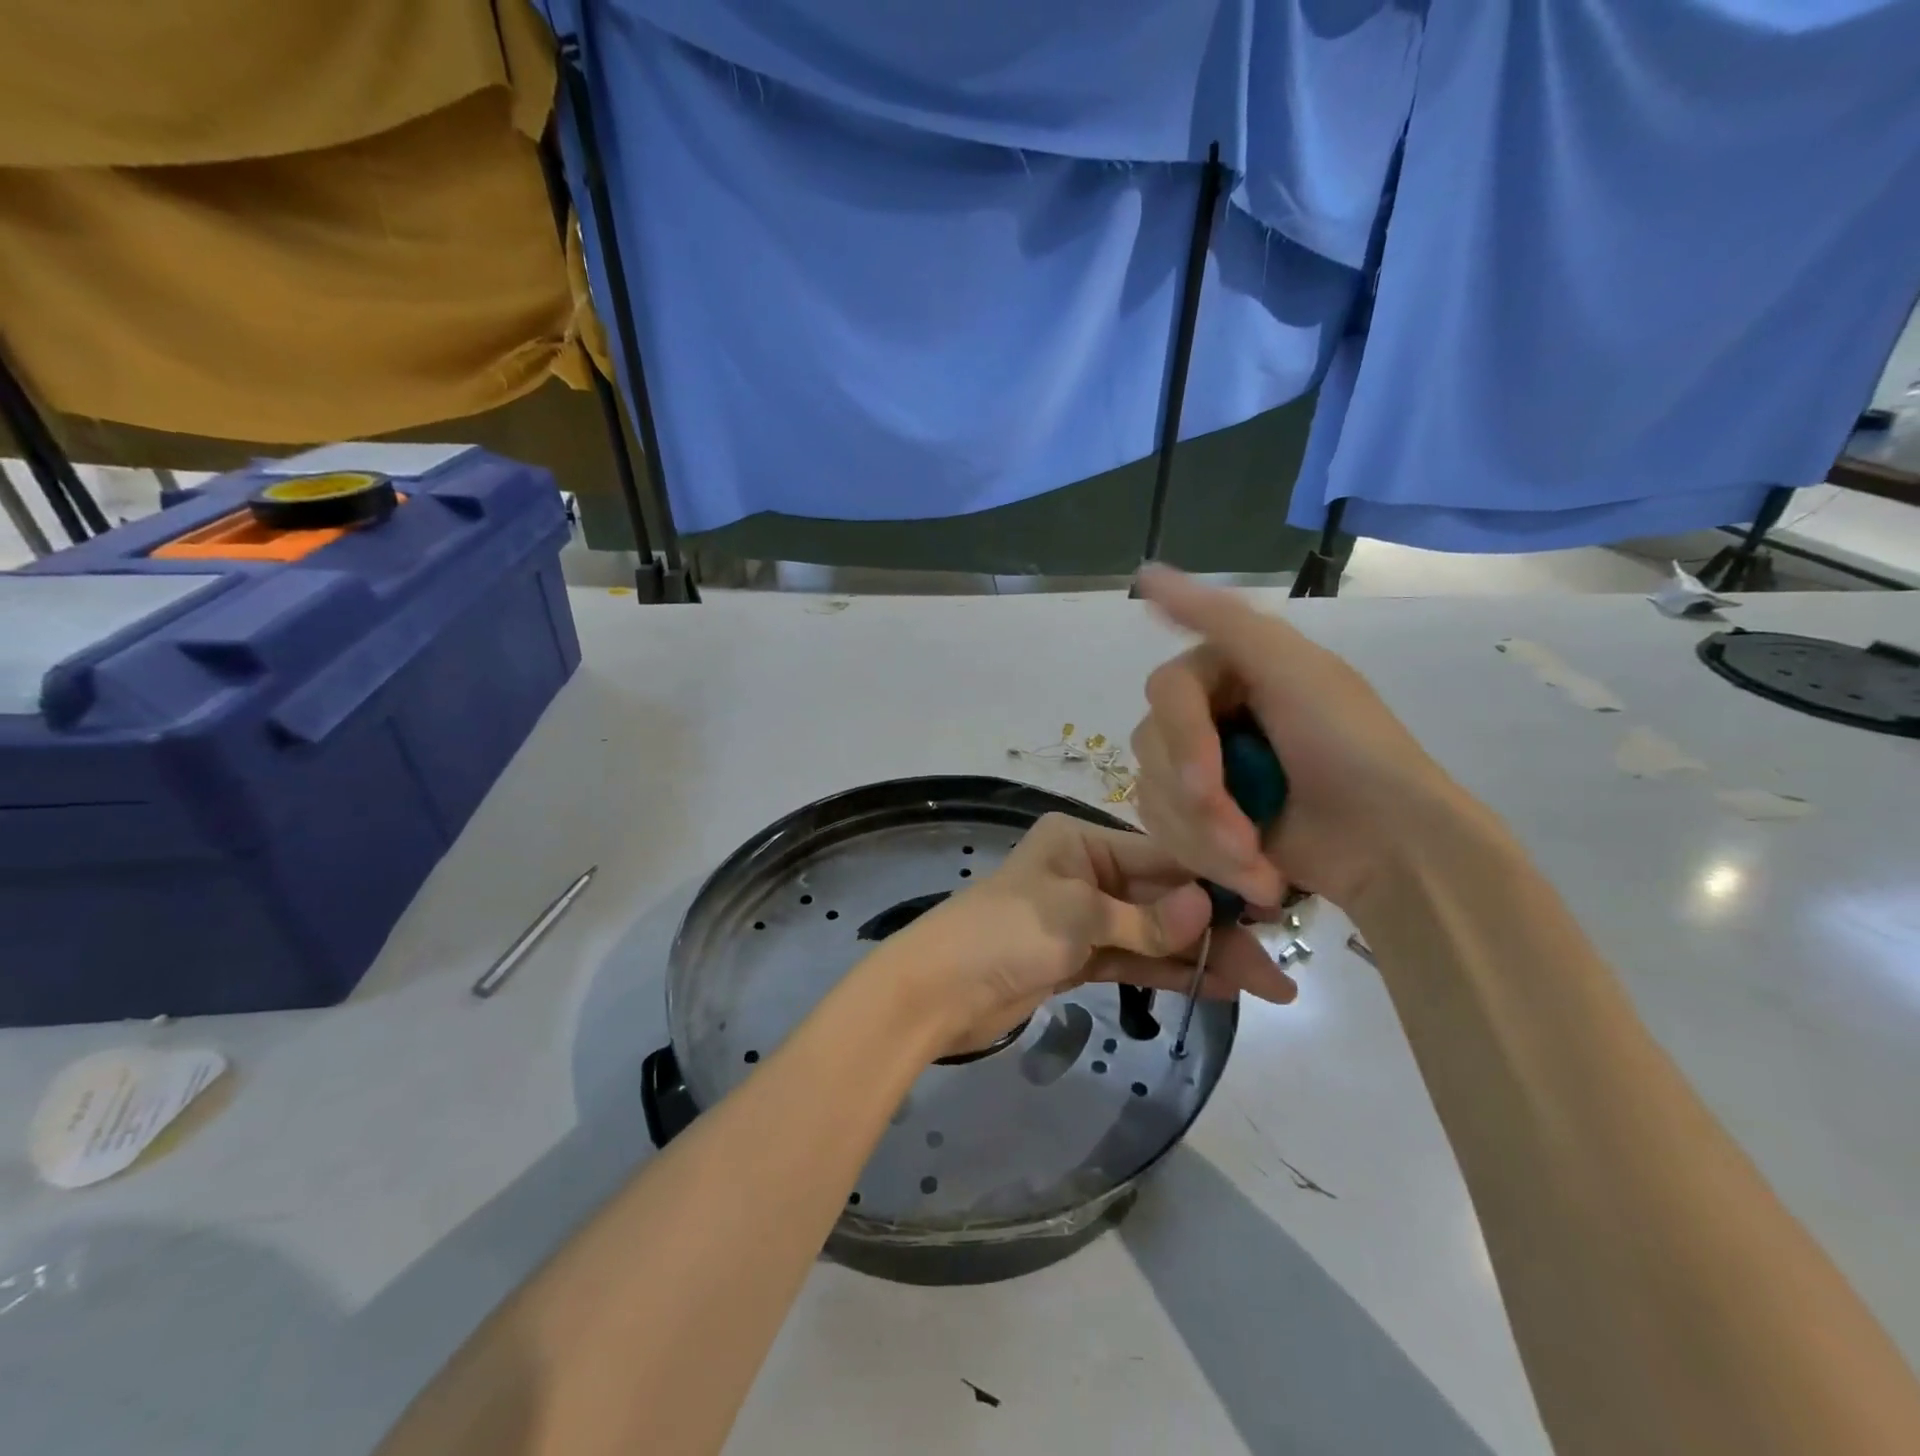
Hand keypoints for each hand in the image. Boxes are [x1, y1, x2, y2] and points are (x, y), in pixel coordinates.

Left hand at [886, 813, 1296, 1055]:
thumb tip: (1208, 907)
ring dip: (1203, 955)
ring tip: (1267, 983)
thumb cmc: (1003, 933)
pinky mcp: (1079, 958)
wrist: (937, 991)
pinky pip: (1136, 960)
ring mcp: (1084, 917)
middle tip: (1278, 964)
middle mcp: (1086, 870)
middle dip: (1218, 929)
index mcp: (1080, 840)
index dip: (1215, 882)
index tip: (1270, 906)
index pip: (1162, 856)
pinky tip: (1219, 985)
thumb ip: (1144, 920)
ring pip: (1155, 933)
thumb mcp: (1075, 916)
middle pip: (1164, 898)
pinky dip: (1171, 971)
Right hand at [1131, 565, 1473, 912]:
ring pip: (1153, 795)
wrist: (1395, 848)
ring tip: (1257, 864)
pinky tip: (1255, 873)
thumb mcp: (1295, 671)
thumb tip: (1145, 572)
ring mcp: (1205, 772)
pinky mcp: (1203, 821)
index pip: (1164, 692)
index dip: (1182, 740)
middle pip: (1151, 748)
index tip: (1209, 783)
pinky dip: (1205, 858)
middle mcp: (1210, 715)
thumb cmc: (1352, 751)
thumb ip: (1221, 620)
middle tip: (1245, 836)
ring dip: (1203, 837)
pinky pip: (1165, 830)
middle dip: (1198, 802)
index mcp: (1230, 671)